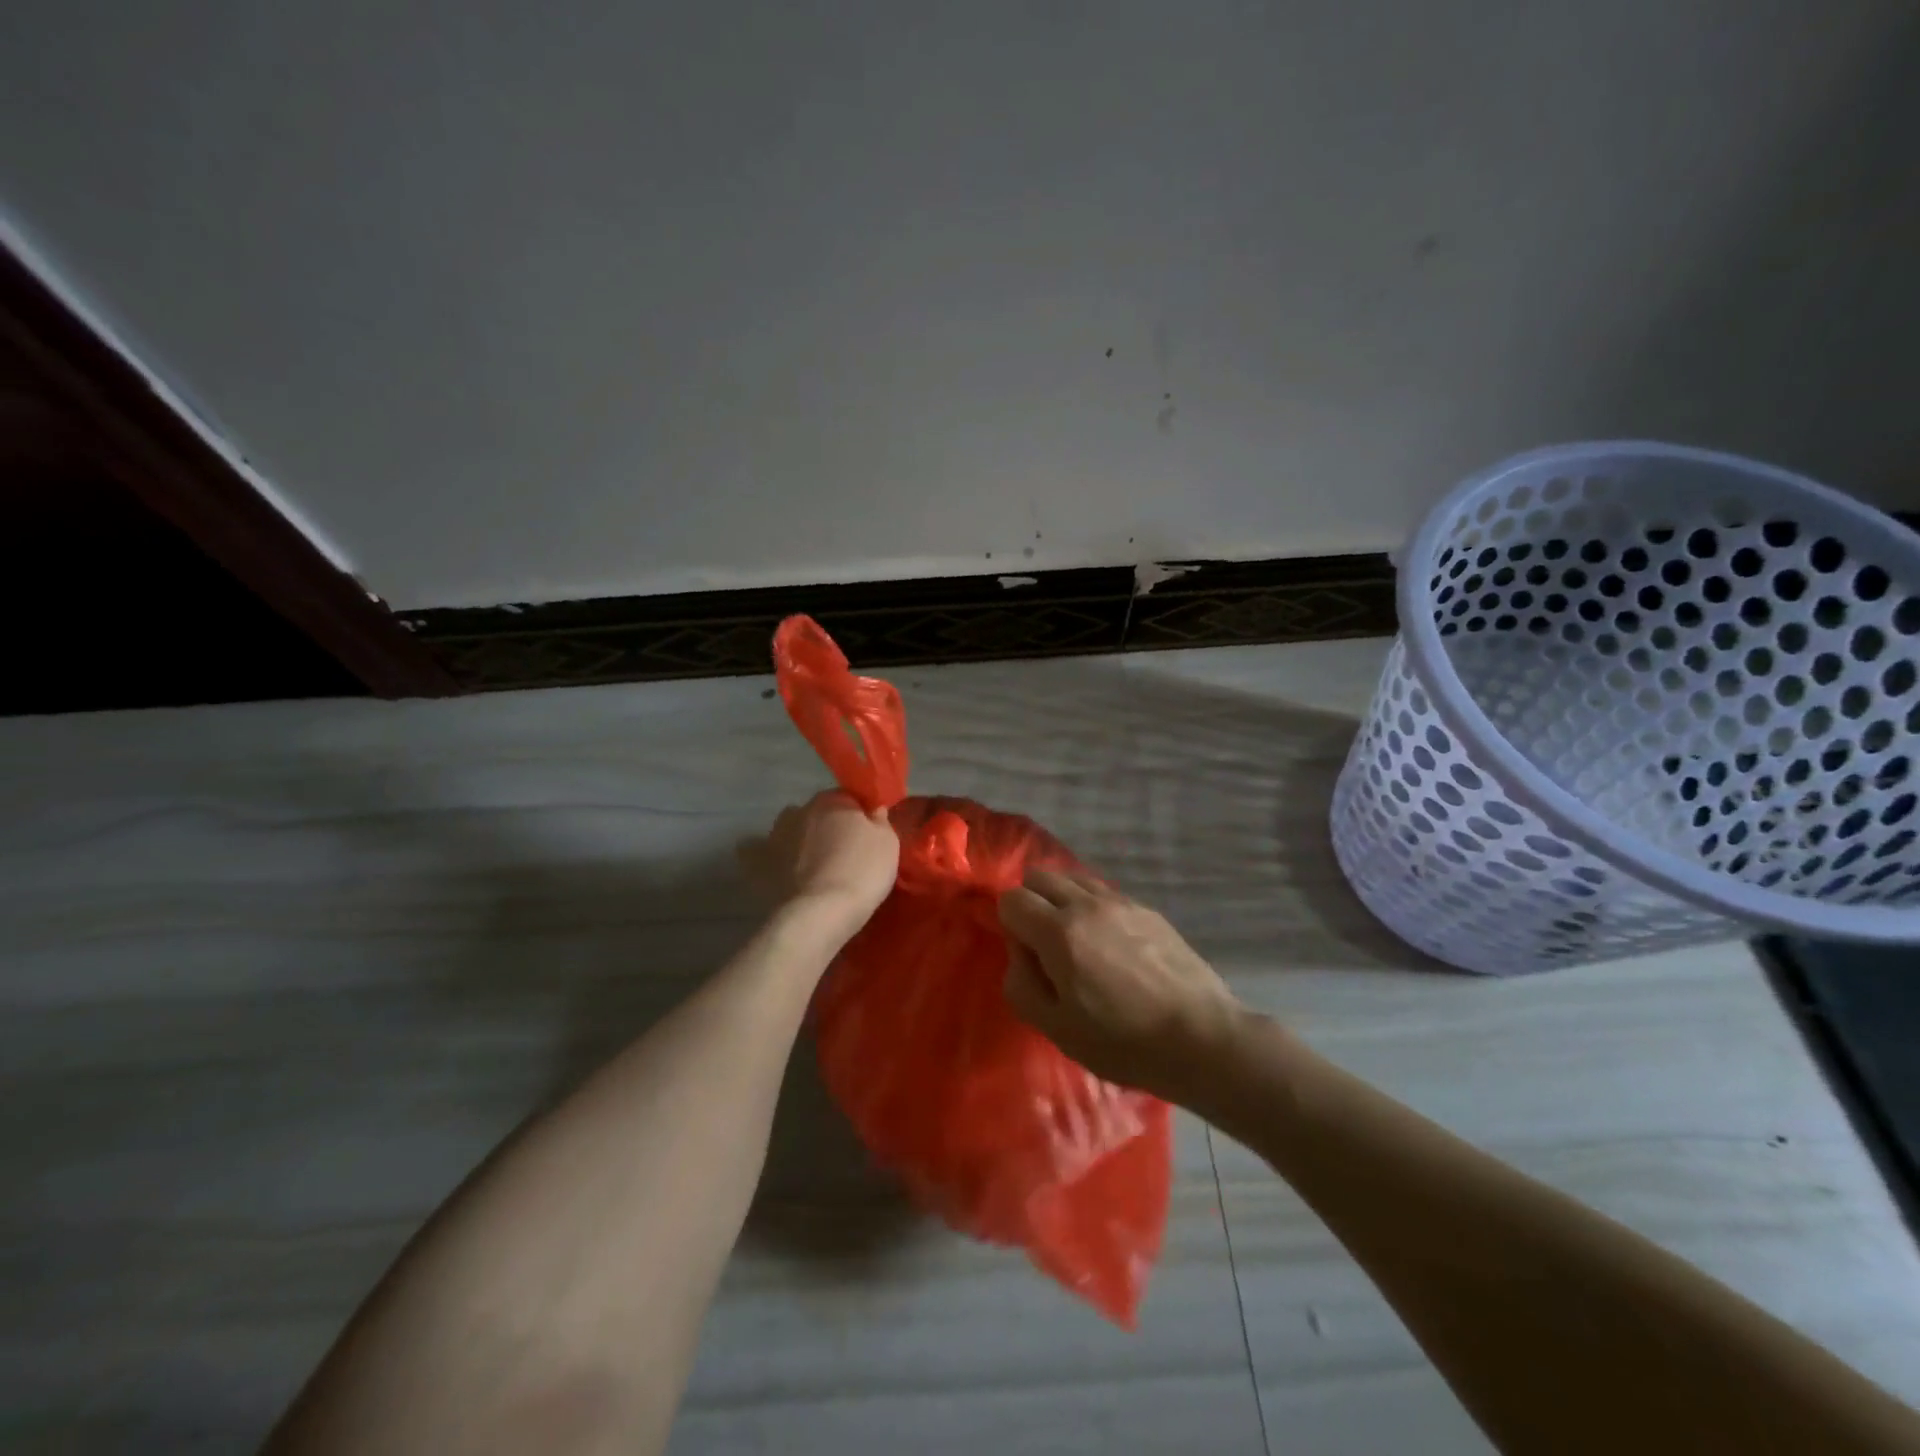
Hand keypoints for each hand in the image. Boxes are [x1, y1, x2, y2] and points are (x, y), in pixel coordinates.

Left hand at [741, 791, 898, 927]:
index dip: (859, 816)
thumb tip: (872, 810)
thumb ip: (880, 821)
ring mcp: (775, 835)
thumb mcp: (888, 843)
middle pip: (818, 813)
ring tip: (812, 865)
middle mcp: (801, 809)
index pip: (849, 798)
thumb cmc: (862, 871)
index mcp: (833, 800)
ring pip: (790, 830)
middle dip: (828, 827)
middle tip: (843, 853)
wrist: (821, 912)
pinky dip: (764, 857)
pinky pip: (758, 854)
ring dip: (799, 840)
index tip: (867, 836)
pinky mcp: (757, 863)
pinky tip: (775, 869)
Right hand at [999, 868, 1240, 1102]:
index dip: (1009, 925)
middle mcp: (1087, 904)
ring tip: (1077, 941)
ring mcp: (1121, 901)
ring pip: (1073, 877)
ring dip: (1062, 899)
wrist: (1201, 1037)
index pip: (1012, 899)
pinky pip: (1104, 892)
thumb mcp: (1056, 1028)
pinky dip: (1092, 906)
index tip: (1027, 956)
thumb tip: (1020, 950)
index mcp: (1059, 932)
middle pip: (1039, 875)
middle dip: (1031, 902)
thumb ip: (1021, 983)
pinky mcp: (1148, 909)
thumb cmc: (1122, 1042)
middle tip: (1045, 944)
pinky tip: (1110, 945)